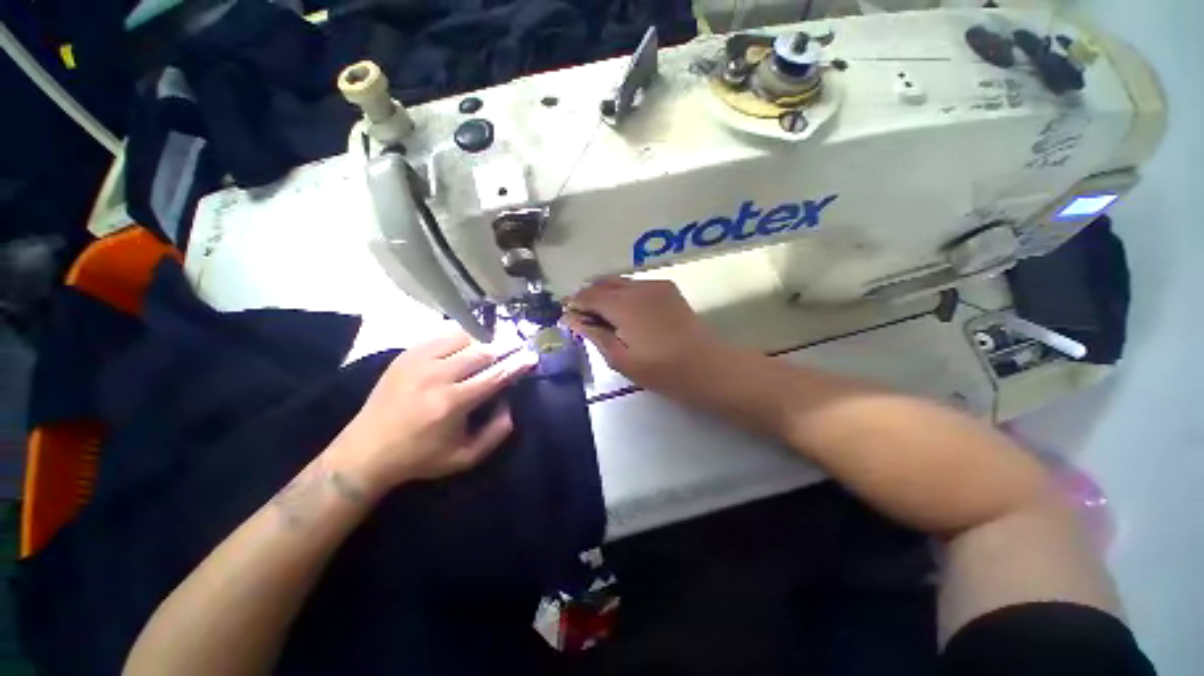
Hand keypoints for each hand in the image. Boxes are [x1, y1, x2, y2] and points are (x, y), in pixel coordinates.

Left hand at [331, 331, 536, 494]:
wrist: (365, 451)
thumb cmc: (420, 457)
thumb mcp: (465, 458)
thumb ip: (496, 433)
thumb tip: (511, 403)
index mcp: (452, 403)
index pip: (496, 375)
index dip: (517, 364)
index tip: (532, 356)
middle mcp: (436, 376)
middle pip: (482, 351)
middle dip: (504, 347)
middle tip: (516, 346)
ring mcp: (418, 361)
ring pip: (462, 337)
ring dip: (482, 341)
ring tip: (491, 346)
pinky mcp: (406, 355)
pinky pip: (441, 335)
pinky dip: (460, 337)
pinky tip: (466, 344)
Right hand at [566, 277, 728, 392]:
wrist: (706, 366)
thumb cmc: (660, 369)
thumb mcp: (619, 358)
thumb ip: (593, 334)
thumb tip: (570, 317)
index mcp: (623, 305)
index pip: (589, 295)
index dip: (574, 303)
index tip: (566, 315)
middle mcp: (638, 287)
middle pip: (603, 283)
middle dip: (589, 296)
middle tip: (584, 317)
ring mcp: (656, 285)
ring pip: (620, 282)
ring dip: (606, 294)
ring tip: (604, 316)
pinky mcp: (668, 289)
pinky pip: (637, 285)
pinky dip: (624, 294)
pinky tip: (627, 313)